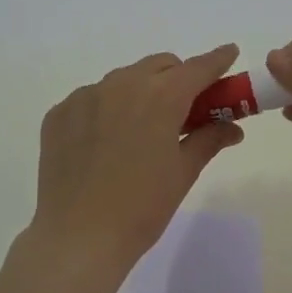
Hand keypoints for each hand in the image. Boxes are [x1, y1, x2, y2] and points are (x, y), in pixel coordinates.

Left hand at [30, 44, 244, 269]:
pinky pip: (92, 99)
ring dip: (141, 92)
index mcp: (160, 97)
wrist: (79, 238)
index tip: (229, 54)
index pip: (197, 68)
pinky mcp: (59, 114)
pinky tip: (107, 143)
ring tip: (142, 130)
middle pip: (159, 66)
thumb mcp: (183, 173)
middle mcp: (120, 85)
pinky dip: (107, 109)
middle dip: (177, 78)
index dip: (217, 60)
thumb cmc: (142, 208)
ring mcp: (84, 97)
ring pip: (123, 80)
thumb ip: (209, 139)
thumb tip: (232, 127)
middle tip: (186, 108)